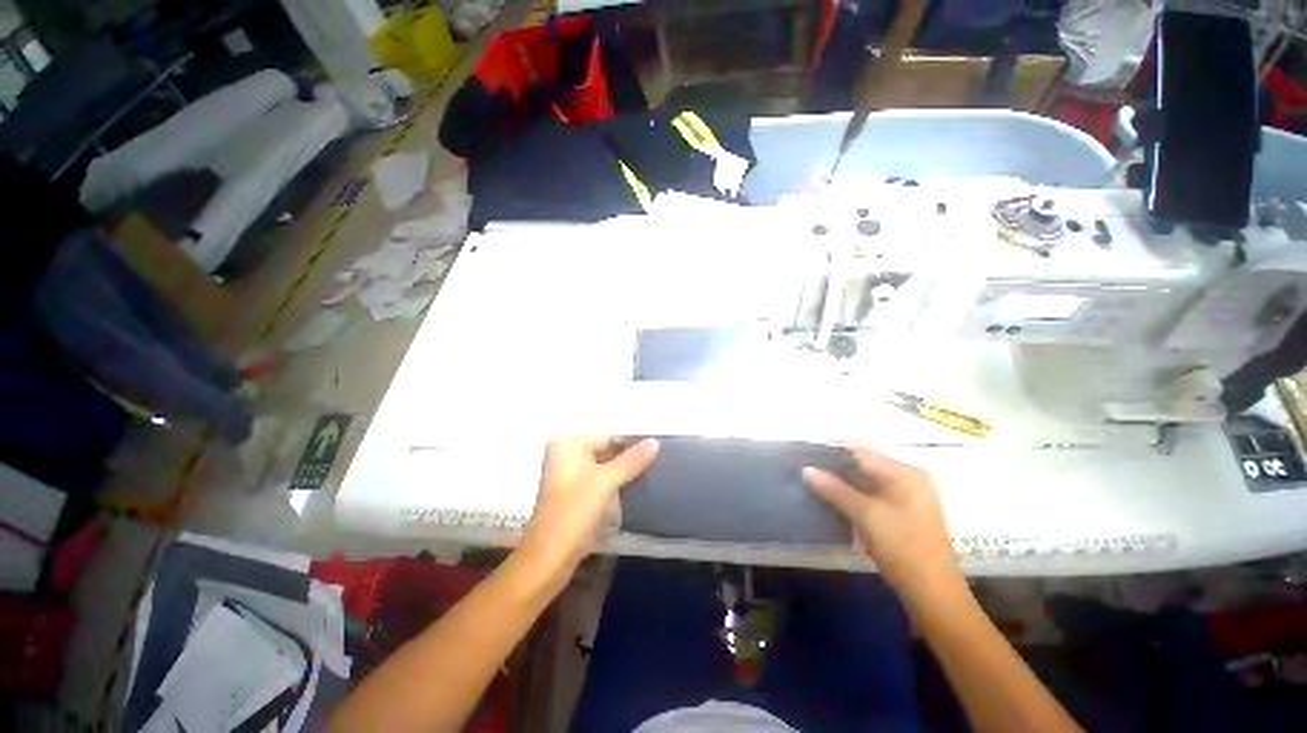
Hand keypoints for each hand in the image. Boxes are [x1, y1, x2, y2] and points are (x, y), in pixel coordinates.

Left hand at [520, 434, 659, 572]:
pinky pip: (598, 475)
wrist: (549, 558)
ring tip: (651, 468)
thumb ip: (631, 460)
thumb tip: (655, 441)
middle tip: (657, 457)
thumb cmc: (575, 513)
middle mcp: (565, 453)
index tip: (657, 445)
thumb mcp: (606, 482)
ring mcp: (568, 473)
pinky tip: (634, 482)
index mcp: (568, 444)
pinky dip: (614, 478)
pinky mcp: (572, 491)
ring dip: (623, 466)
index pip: (607, 433)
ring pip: (602, 462)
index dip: (632, 439)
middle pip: (604, 446)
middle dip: (628, 452)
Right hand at [803, 448, 963, 603]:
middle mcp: (908, 480)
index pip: (861, 452)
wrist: (933, 594)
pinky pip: (872, 496)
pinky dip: (852, 497)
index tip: (806, 455)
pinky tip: (832, 501)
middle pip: (864, 466)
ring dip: (841, 484)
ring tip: (813, 484)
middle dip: (835, 468)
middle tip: (806, 471)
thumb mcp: (866, 516)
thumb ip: (835, 490)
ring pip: (866, 482)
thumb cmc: (903, 547)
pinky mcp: (902, 514)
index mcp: (905, 473)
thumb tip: (807, 470)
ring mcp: (907, 498)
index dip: (832, 452)